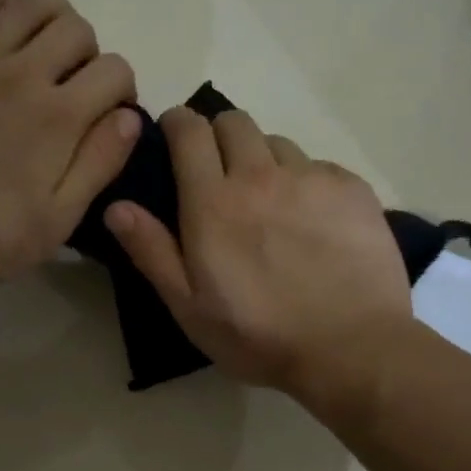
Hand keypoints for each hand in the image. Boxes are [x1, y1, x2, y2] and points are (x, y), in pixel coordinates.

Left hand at [0, 0, 142, 290]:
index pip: (114, 70)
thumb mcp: (61, 217)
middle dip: (91, 54)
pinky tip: (13, 3)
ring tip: (50, 47)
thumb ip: (100, 162)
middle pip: (76, 29)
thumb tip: (129, 116)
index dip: (123, 89)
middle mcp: (20, 75)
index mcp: (58, 117)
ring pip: (29, 6)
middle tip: (78, 85)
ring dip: (54, 18)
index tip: (111, 112)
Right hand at [105, 106, 412, 403]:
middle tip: (220, 174)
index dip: (178, 125)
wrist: (350, 348)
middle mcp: (261, 175)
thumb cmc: (258, 336)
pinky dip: (307, 183)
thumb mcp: (189, 306)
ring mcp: (312, 179)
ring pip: (278, 144)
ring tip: (270, 202)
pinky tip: (314, 221)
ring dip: (264, 161)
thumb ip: (152, 251)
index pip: (189, 131)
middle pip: (234, 122)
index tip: (175, 139)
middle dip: (219, 136)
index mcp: (213, 202)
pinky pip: (320, 167)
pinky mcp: (353, 190)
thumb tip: (117, 205)